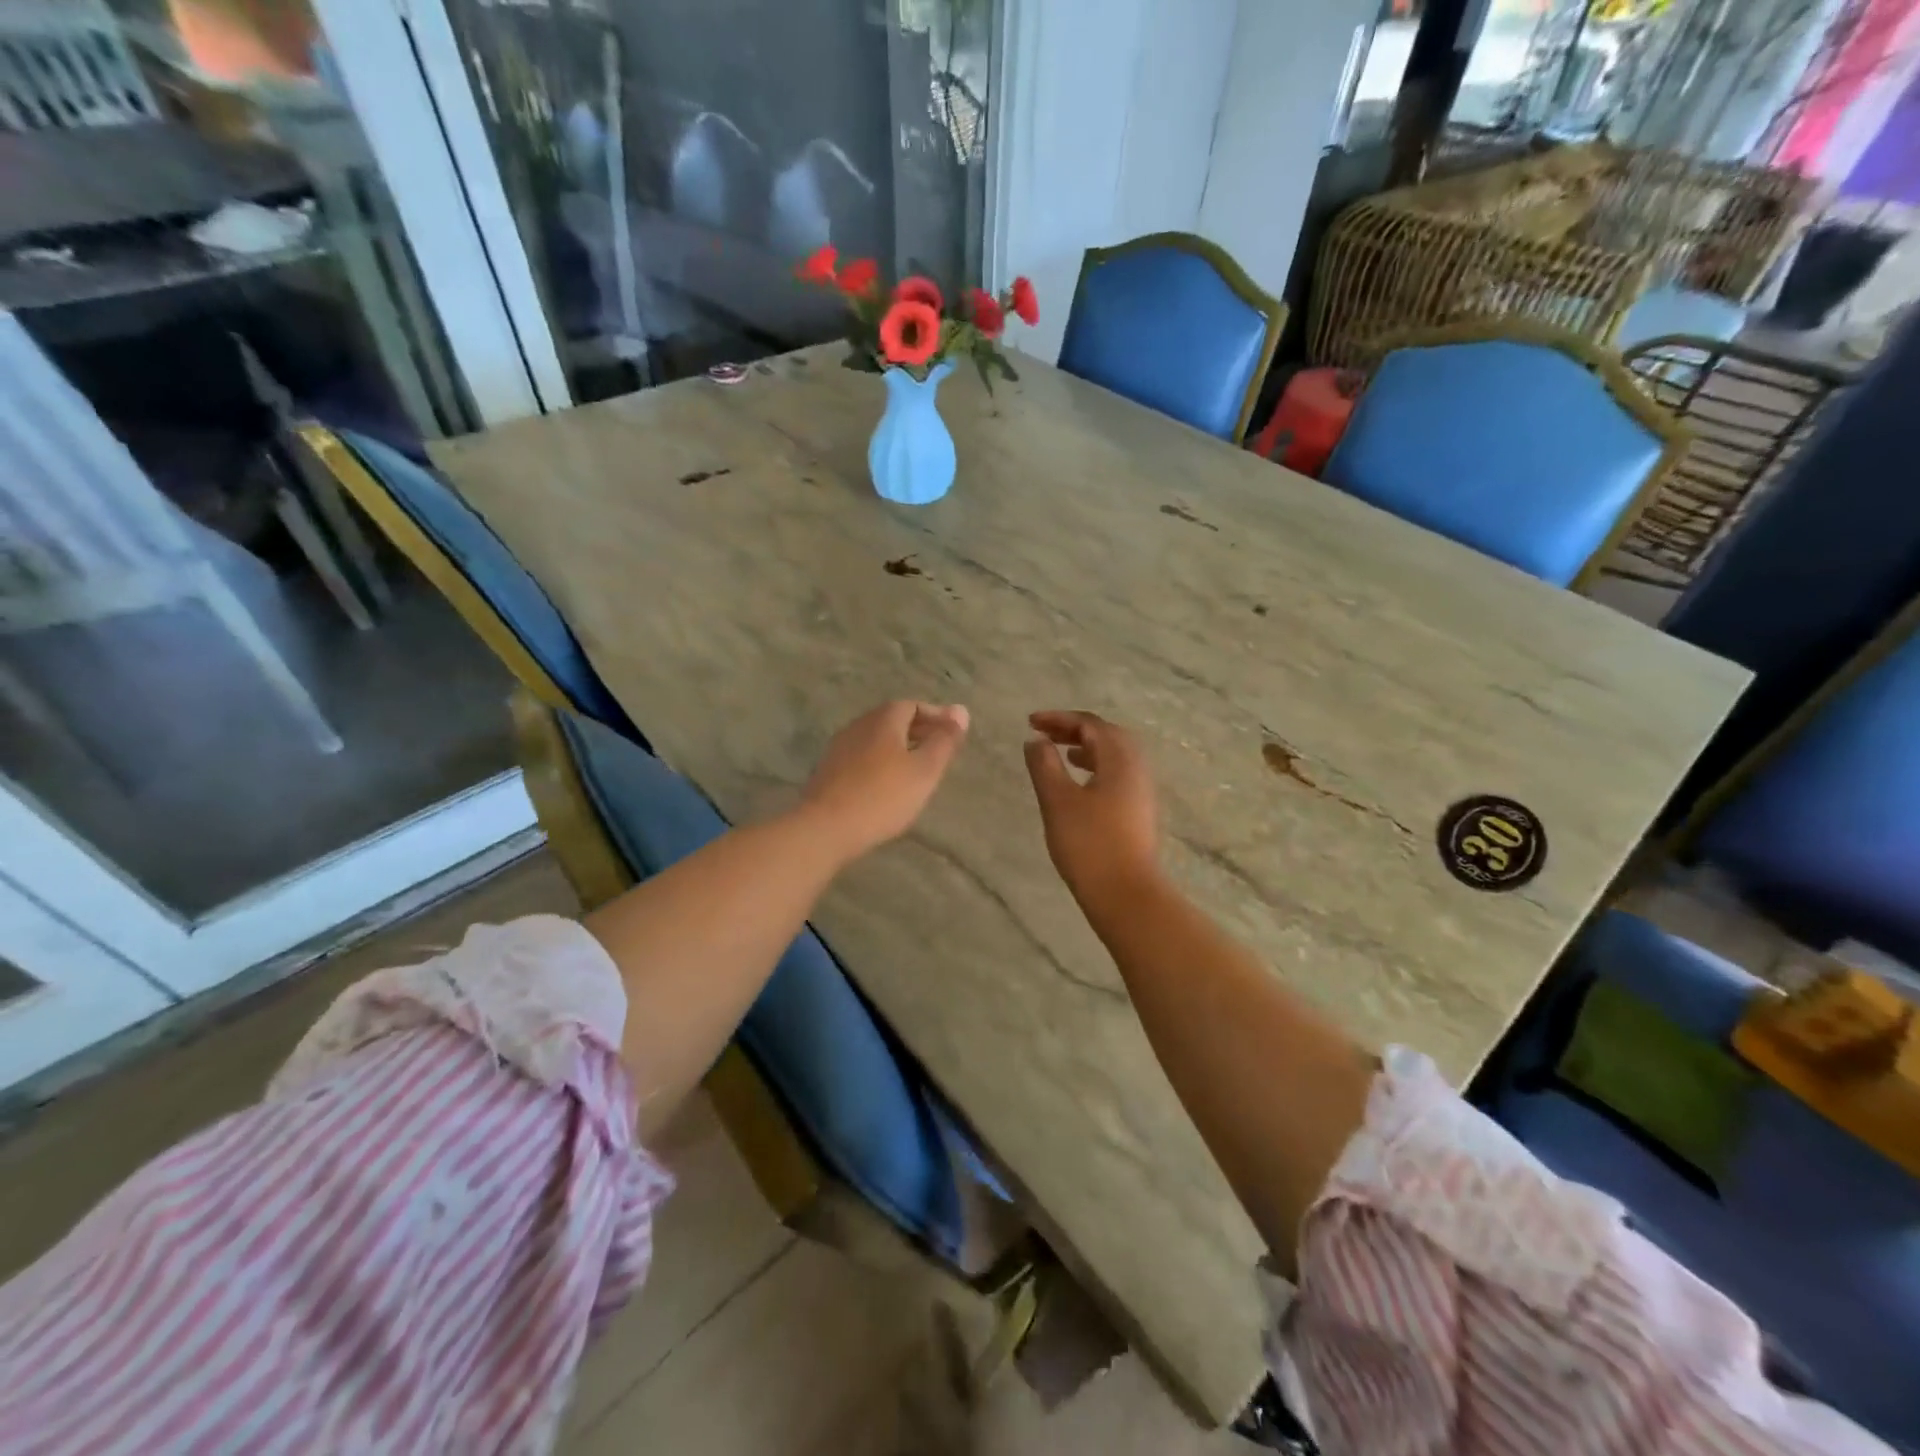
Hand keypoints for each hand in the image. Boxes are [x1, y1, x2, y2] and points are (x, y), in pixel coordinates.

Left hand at [799, 700, 969, 863]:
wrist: (825, 828)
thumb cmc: (883, 796)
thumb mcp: (924, 770)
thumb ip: (944, 741)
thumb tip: (961, 710)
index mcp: (883, 719)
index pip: (912, 705)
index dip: (935, 716)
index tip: (953, 733)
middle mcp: (858, 726)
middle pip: (892, 720)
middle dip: (917, 731)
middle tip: (939, 750)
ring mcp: (839, 748)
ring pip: (876, 740)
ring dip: (898, 748)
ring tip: (917, 769)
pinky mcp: (828, 772)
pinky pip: (862, 758)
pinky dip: (881, 763)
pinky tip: (888, 785)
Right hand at [1023, 710, 1161, 905]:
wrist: (1125, 893)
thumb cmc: (1089, 843)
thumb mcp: (1057, 800)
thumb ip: (1044, 765)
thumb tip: (1036, 740)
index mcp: (1119, 758)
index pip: (1089, 724)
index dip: (1059, 718)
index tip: (1030, 722)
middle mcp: (1136, 766)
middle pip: (1106, 734)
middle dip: (1074, 729)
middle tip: (1045, 733)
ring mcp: (1141, 789)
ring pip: (1114, 755)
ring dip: (1087, 747)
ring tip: (1062, 753)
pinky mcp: (1139, 810)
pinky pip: (1117, 773)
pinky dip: (1096, 766)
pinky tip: (1080, 784)